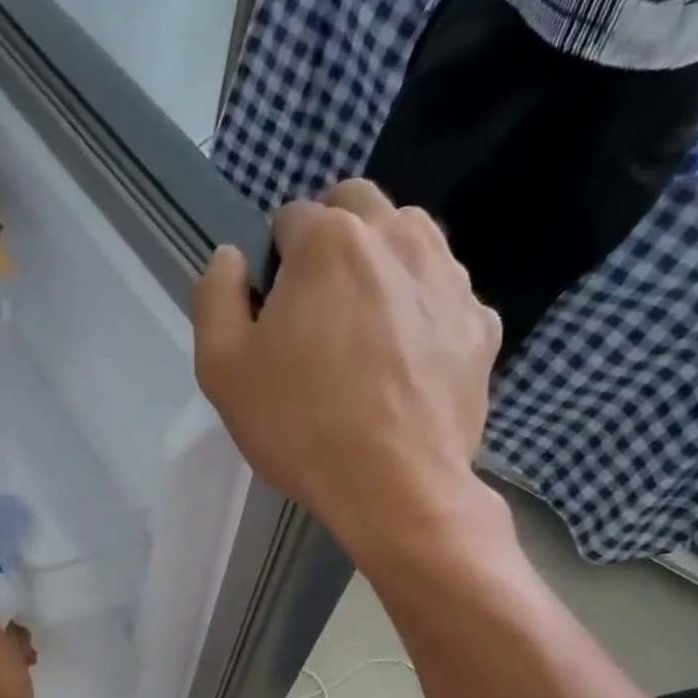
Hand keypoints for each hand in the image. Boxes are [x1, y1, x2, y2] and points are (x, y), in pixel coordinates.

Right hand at [191, 179, 505, 567]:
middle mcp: (399, 237)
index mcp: (329, 241)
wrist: (394, 488)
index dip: (275, 263)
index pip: (292, 217)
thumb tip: (231, 258)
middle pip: (358, 209)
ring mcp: (450, 278)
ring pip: (410, 241)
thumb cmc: (298, 426)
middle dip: (332, 242)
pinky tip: (406, 364)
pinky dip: (422, 312)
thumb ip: (215, 296)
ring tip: (365, 334)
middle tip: (317, 312)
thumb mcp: (222, 368)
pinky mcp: (482, 324)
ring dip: (381, 267)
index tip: (274, 315)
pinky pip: (444, 296)